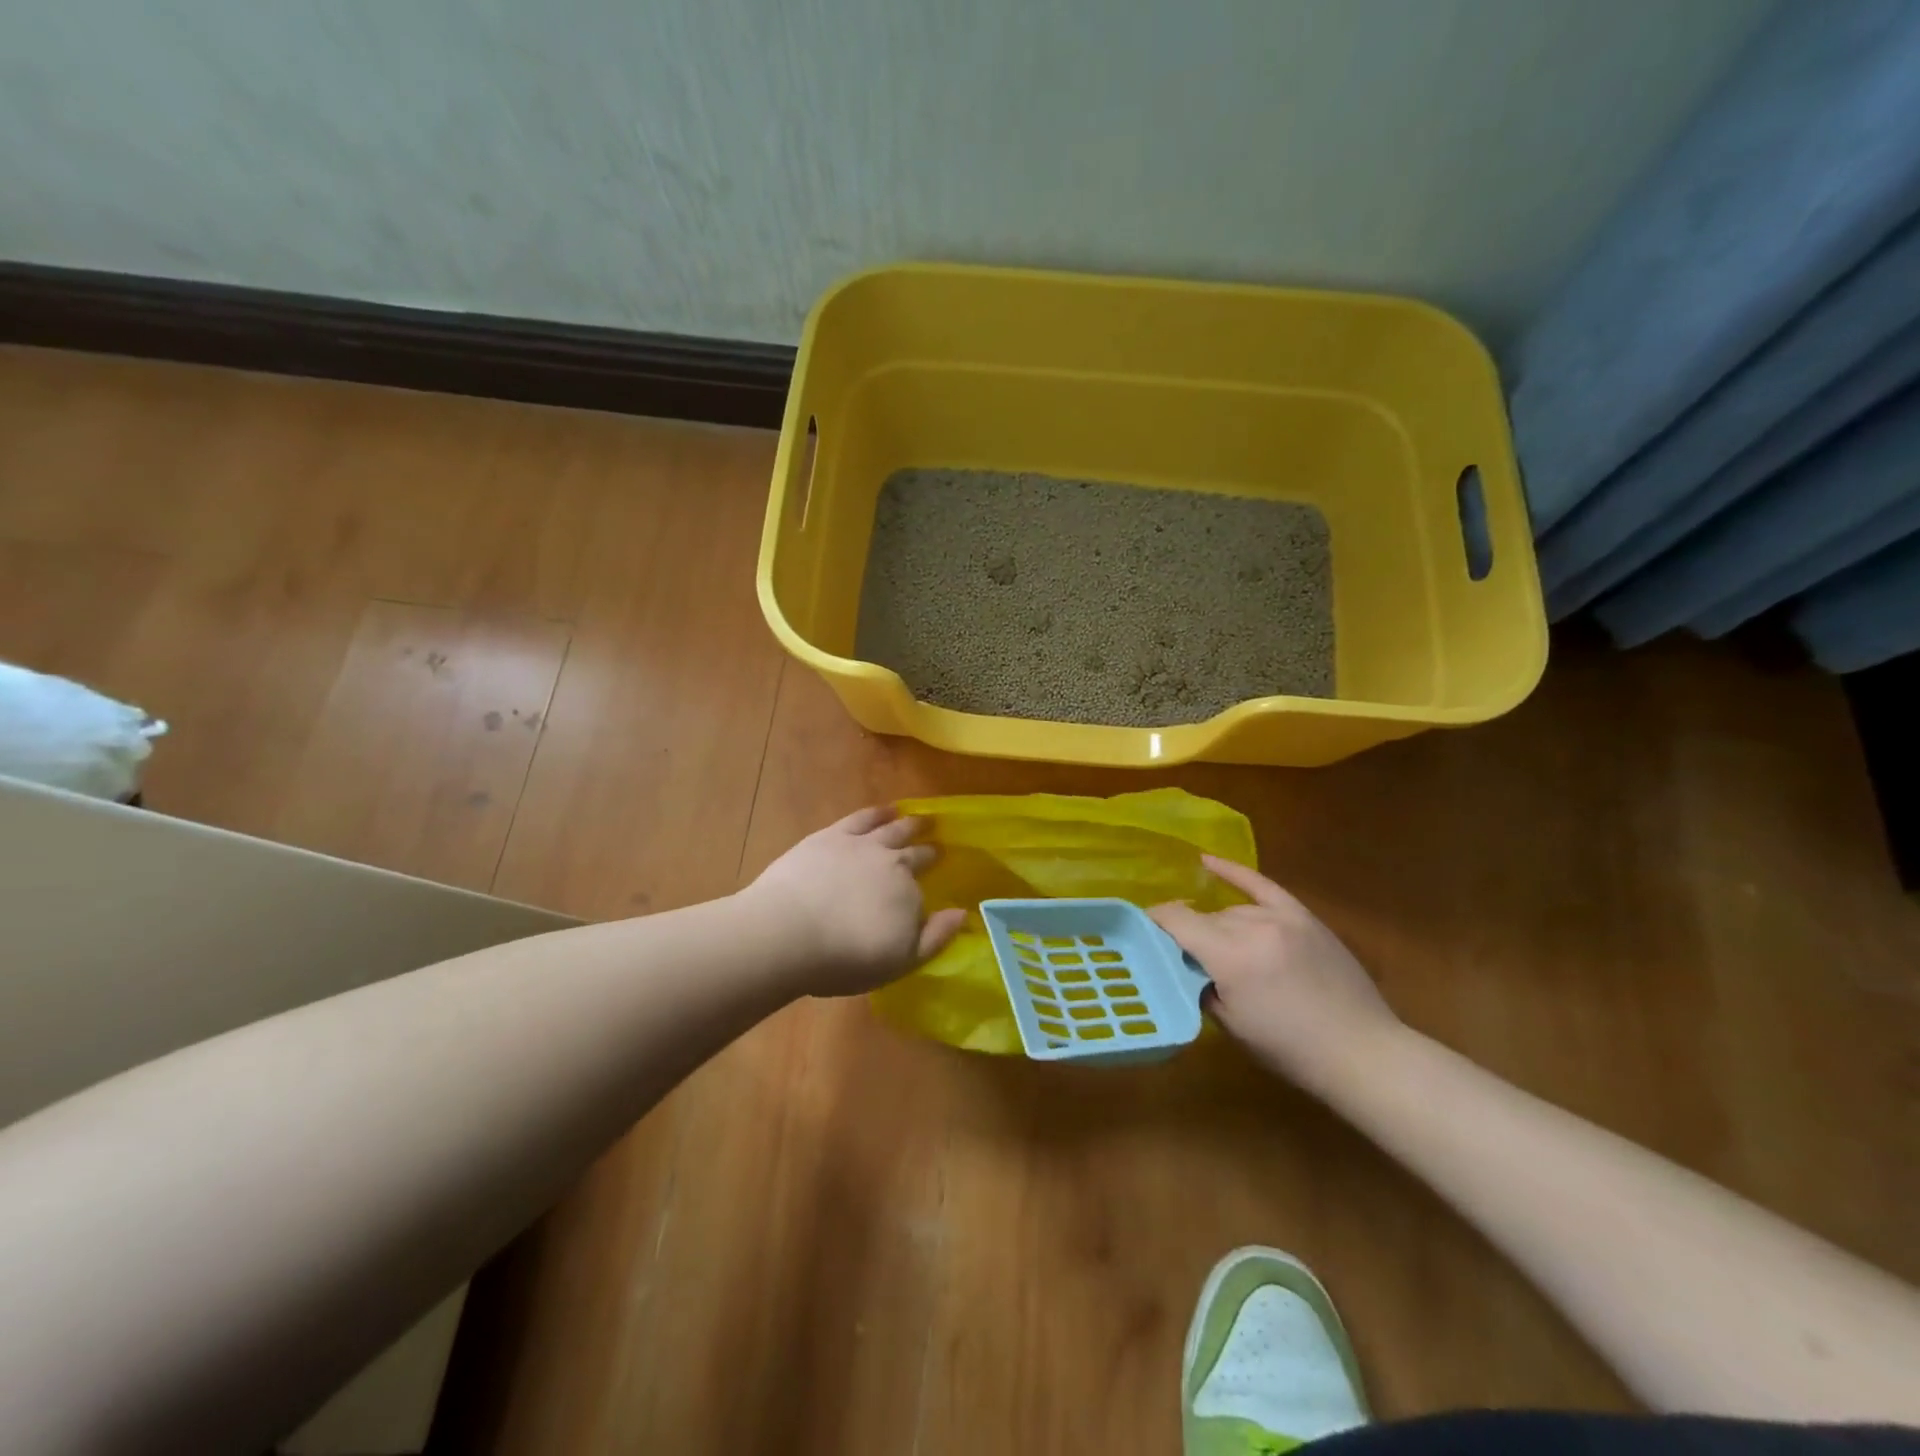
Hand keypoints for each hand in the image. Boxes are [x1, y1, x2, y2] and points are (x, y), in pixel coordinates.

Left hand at [743, 806, 966, 997]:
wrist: (789, 932)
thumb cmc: (845, 958)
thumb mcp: (900, 962)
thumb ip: (934, 938)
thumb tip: (962, 913)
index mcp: (908, 894)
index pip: (923, 885)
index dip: (931, 879)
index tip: (940, 871)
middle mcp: (891, 863)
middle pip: (913, 853)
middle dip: (927, 850)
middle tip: (937, 844)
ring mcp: (861, 846)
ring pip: (892, 829)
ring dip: (909, 824)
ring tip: (920, 818)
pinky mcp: (831, 836)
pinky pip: (862, 818)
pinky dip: (877, 812)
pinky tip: (886, 809)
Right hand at [1151, 856, 1400, 1093]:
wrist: (1362, 1052)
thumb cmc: (1290, 1050)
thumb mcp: (1229, 1025)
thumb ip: (1198, 984)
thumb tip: (1178, 962)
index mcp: (1230, 957)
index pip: (1176, 921)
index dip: (1154, 923)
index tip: (1141, 934)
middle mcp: (1253, 927)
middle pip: (1204, 918)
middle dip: (1188, 934)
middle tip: (1182, 958)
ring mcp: (1281, 917)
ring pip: (1230, 911)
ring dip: (1216, 927)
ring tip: (1215, 949)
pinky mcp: (1303, 916)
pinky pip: (1261, 885)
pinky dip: (1234, 873)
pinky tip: (1208, 861)